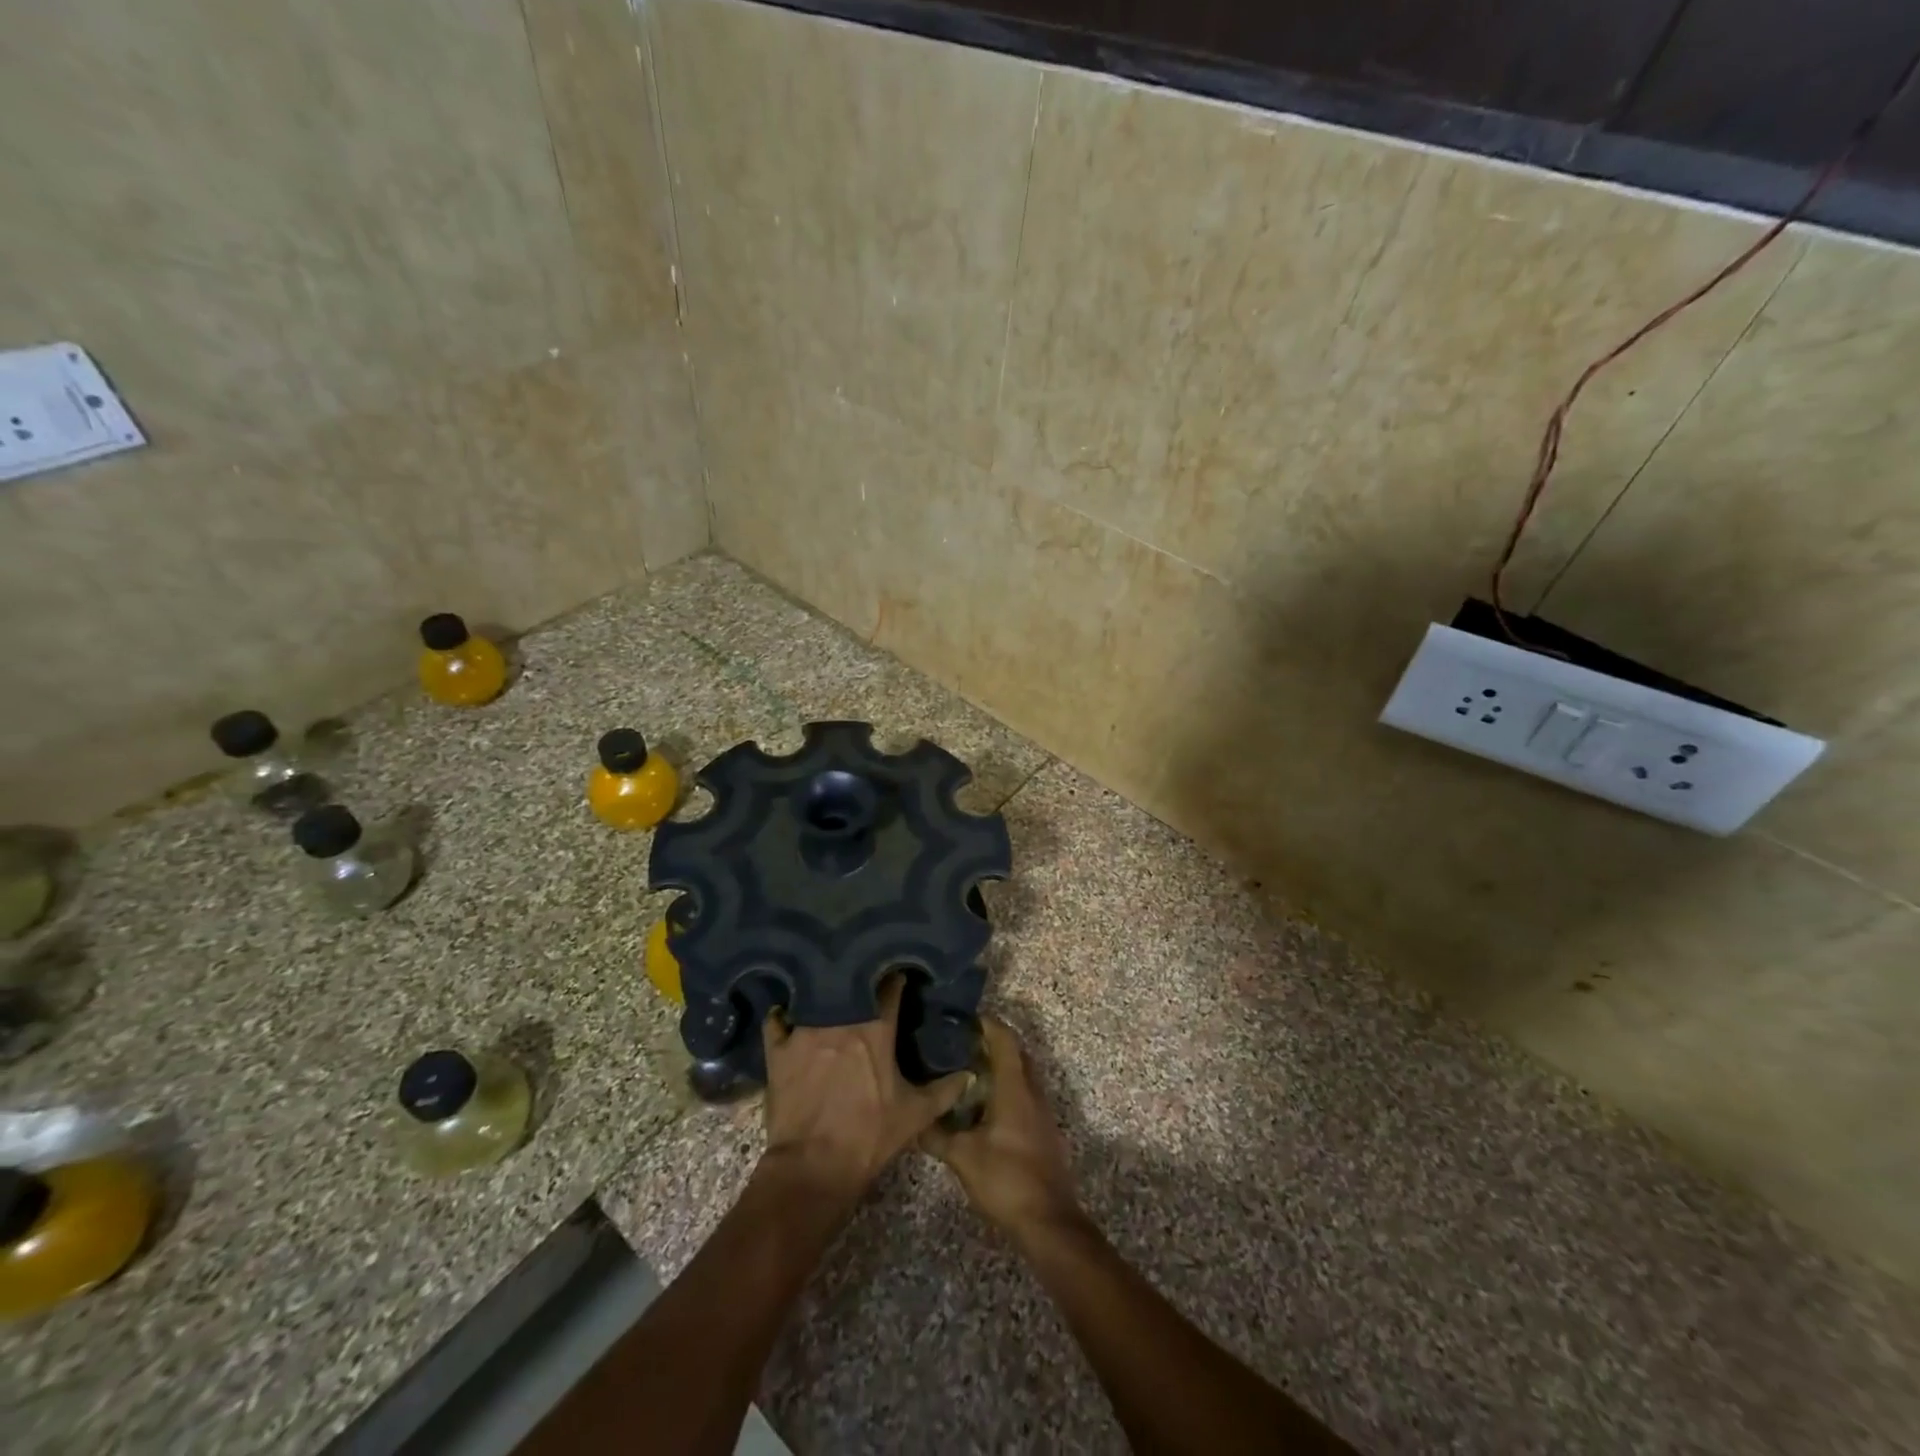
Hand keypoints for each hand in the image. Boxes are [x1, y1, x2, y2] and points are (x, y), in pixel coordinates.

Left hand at [760, 976, 967, 1202]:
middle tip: (864, 979)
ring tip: (827, 989)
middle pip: (850, 984)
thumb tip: (969, 1075)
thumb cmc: (869, 1137)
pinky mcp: (778, 1049)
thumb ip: (944, 1092)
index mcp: (876, 1030)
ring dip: (823, 992)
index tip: (899, 974)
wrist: (813, 1168)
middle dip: (859, 978)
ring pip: (814, 996)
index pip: (890, 988)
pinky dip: (783, 1014)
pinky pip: (777, 1019)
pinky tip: (787, 1013)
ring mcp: (805, 1031)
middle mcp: (840, 1020)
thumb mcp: (914, 1115)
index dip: (896, 978)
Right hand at [920, 1017, 1080, 1240]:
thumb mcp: (963, 1157)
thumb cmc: (1006, 1179)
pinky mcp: (1044, 1131)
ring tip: (968, 1071)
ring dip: (1000, 1067)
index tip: (962, 1019)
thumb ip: (936, 1136)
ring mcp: (1042, 1112)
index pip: (1005, 1039)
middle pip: (1016, 1053)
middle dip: (991, 1042)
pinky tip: (985, 1107)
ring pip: (1022, 1075)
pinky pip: (1026, 1095)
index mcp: (1015, 1088)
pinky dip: (1007, 1089)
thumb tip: (912, 1121)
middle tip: (960, 1044)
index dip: (986, 1023)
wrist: (1049, 1222)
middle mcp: (1033, 1091)